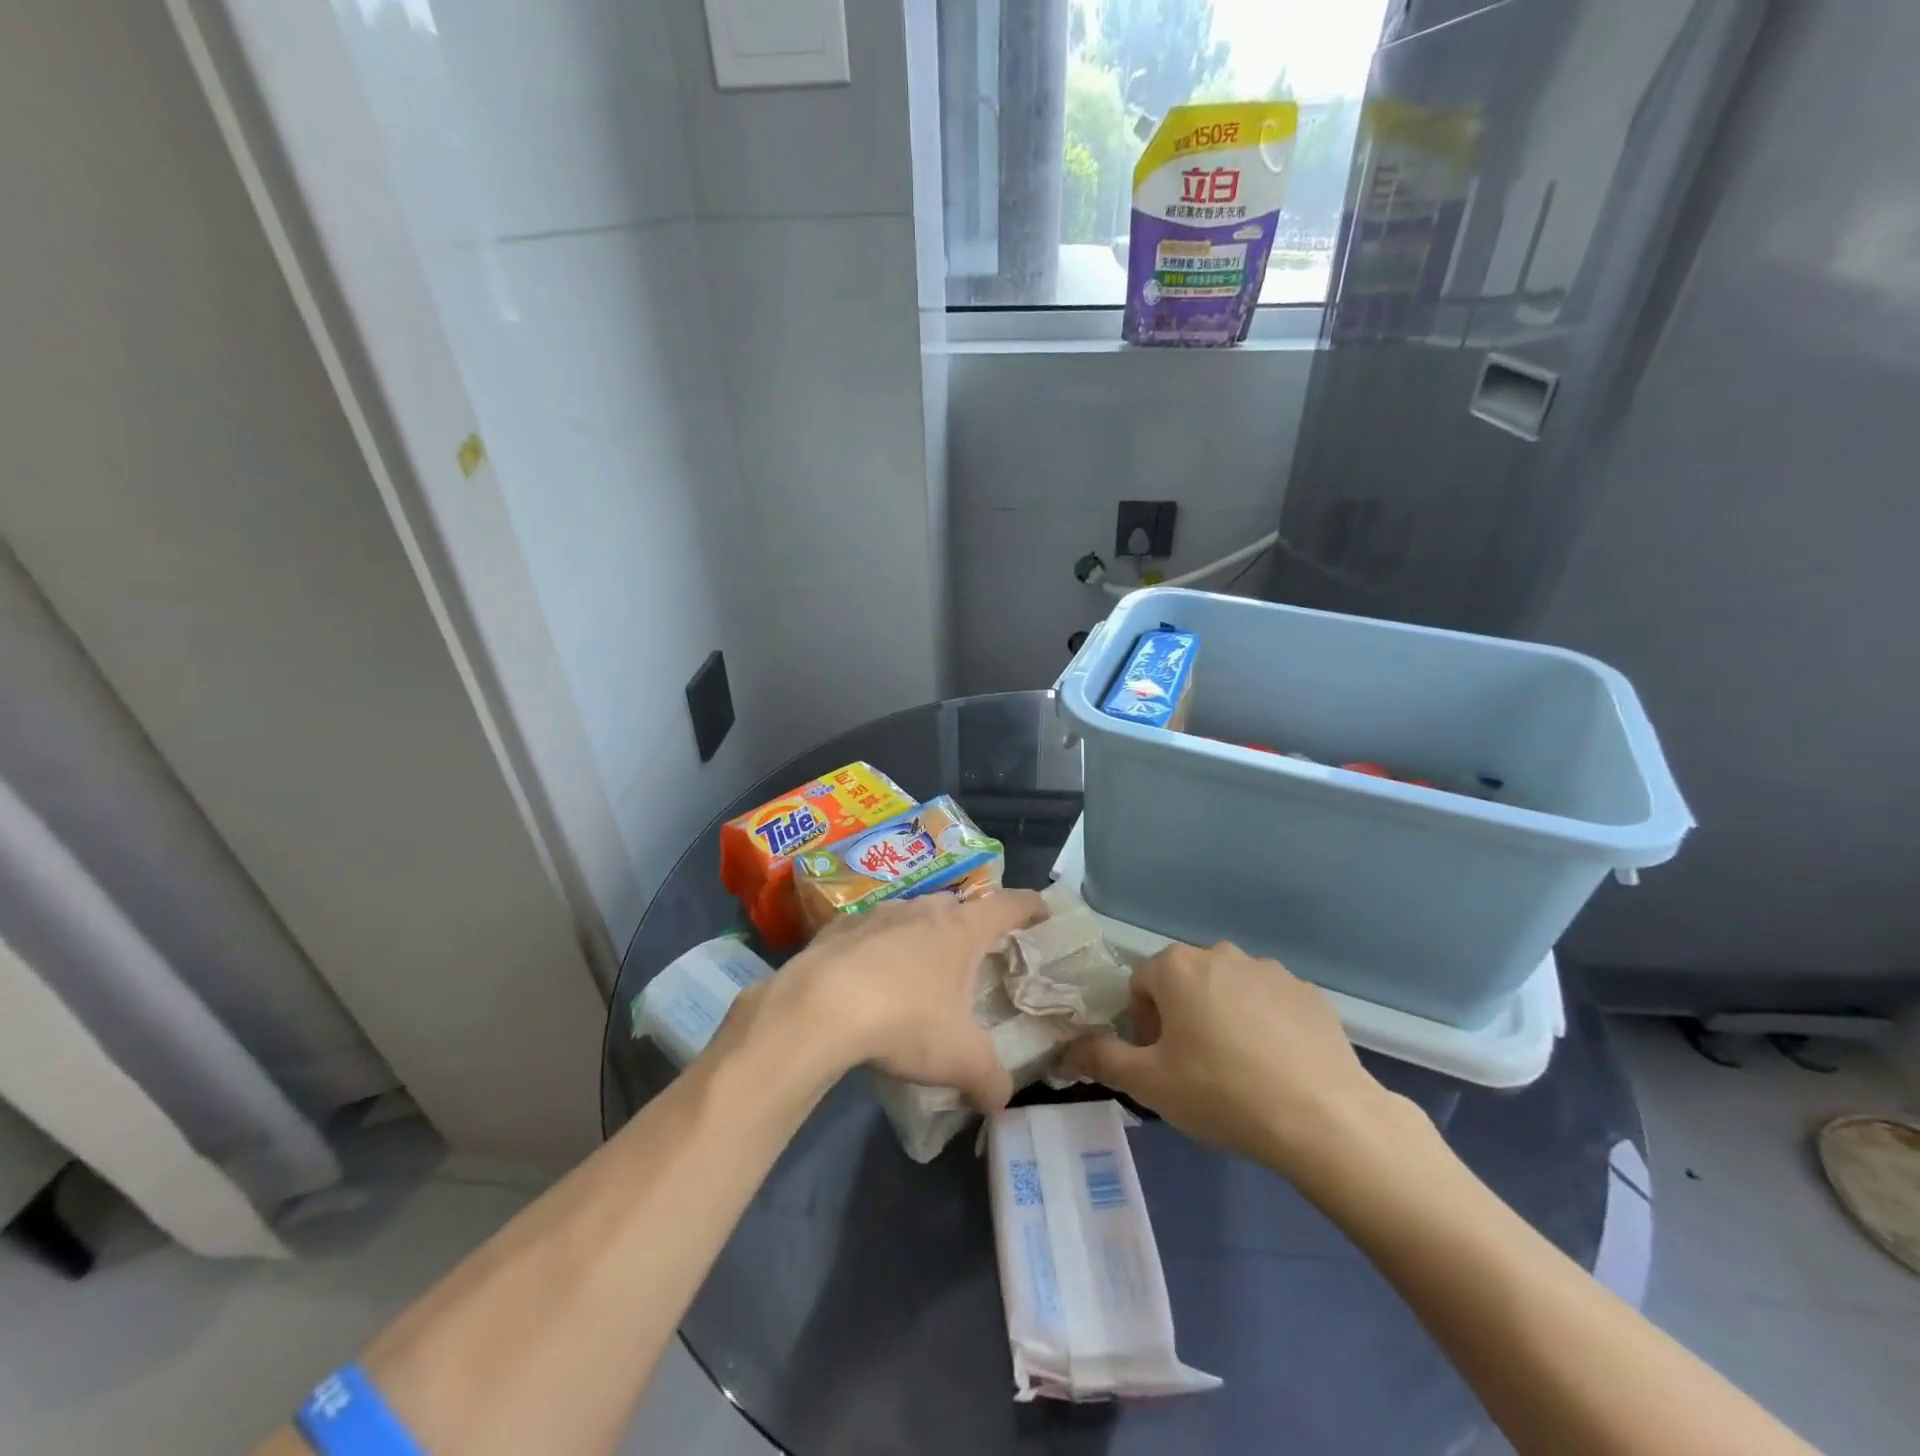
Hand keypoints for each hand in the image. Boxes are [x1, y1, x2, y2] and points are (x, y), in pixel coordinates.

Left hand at [744, 889, 1045, 1111]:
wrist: (818, 1007)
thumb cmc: (904, 1021)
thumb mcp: (959, 1060)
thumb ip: (989, 1080)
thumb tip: (1001, 1101)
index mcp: (960, 929)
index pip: (1008, 906)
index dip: (1029, 906)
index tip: (1041, 908)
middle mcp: (922, 910)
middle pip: (956, 906)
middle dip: (969, 924)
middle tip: (974, 951)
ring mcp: (877, 913)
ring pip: (910, 915)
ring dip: (920, 934)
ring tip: (919, 967)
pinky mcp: (838, 927)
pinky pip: (868, 931)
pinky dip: (876, 947)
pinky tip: (867, 976)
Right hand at [1063, 941, 1408, 1177]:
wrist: (1324, 1118)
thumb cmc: (1222, 1092)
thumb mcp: (1149, 1084)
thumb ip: (1101, 1059)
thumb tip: (1066, 1049)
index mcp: (1178, 967)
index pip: (1141, 984)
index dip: (1143, 1024)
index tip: (1161, 1062)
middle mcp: (1222, 954)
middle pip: (1185, 982)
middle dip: (1183, 1017)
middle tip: (1195, 1068)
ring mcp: (1271, 970)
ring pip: (1229, 990)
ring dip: (1224, 1018)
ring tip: (1240, 1071)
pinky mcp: (1310, 993)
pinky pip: (1271, 1004)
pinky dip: (1266, 1026)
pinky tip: (1278, 1068)